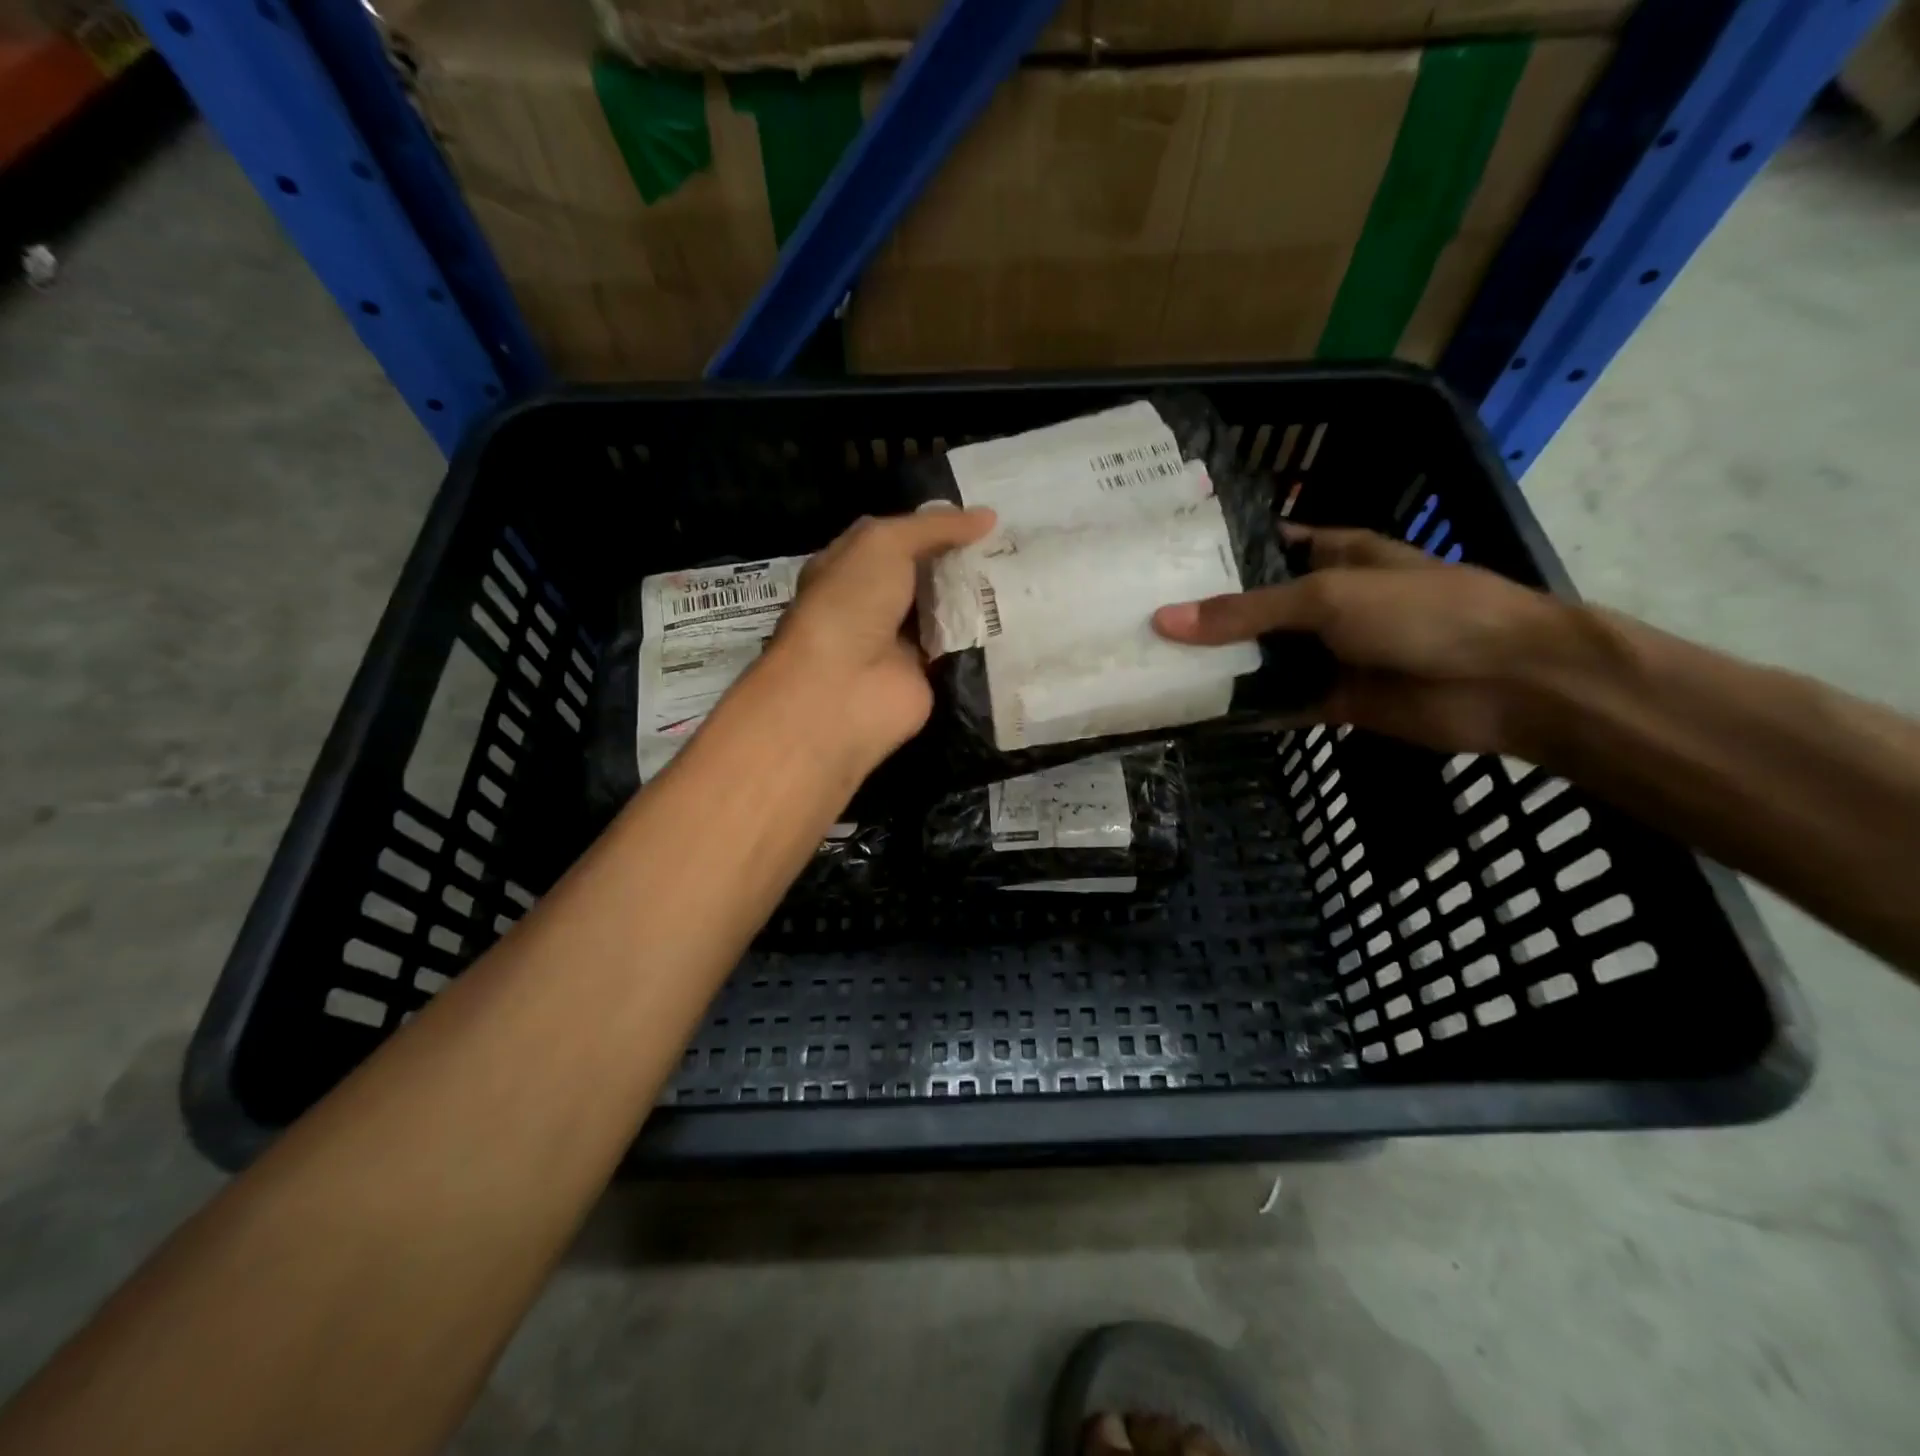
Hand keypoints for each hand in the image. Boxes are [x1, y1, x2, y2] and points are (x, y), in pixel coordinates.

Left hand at [760, 507, 997, 773]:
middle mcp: (875, 603)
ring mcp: (901, 642)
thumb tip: (988, 517)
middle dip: (966, 561)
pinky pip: (960, 649)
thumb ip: (933, 527)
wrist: (842, 689)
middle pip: (928, 575)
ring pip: (948, 611)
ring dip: (979, 596)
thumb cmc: (850, 603)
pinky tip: (1020, 615)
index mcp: (853, 566)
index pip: (901, 538)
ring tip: (1028, 573)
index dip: (940, 526)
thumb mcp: (884, 543)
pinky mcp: (927, 676)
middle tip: (1018, 544)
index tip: (987, 518)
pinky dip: (984, 637)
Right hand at [1152, 525, 1596, 754]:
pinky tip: (1193, 713)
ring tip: (1148, 667)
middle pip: (1252, 609)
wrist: (1507, 683)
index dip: (1212, 555)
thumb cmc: (1423, 613)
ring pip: (1260, 659)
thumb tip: (1163, 620)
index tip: (1154, 566)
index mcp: (1331, 555)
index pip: (1259, 547)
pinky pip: (1277, 703)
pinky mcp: (1332, 700)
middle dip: (1203, 617)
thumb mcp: (1328, 597)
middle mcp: (1323, 602)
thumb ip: (1245, 612)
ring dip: (1217, 666)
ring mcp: (1328, 654)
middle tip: (1135, 624)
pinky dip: (1243, 709)